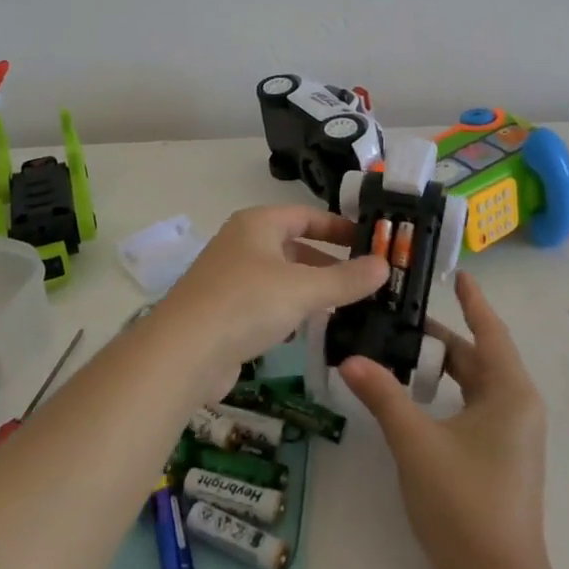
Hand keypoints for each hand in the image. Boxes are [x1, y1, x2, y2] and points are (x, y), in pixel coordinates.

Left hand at [157, 204, 388, 392]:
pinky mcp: (225, 312)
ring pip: (282, 276)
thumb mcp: (304, 289)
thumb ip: (346, 279)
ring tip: (349, 305)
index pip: (305, 215)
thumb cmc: (247, 303)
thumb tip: (384, 265)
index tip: (370, 241)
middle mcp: (242, 244)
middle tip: (366, 279)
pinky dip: (292, 310)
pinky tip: (312, 327)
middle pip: (294, 245)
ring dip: (312, 288)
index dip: (338, 227)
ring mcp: (230, 278)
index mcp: (257, 224)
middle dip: (329, 261)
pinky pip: (268, 303)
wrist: (184, 352)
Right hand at [339, 272, 548, 568]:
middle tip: (398, 315)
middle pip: (477, 357)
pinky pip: (471, 407)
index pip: (490, 331)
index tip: (457, 273)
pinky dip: (444, 392)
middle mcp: (516, 406)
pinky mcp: (499, 457)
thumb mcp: (416, 442)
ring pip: (472, 384)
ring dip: (439, 366)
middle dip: (439, 337)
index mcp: (510, 392)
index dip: (473, 300)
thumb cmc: (463, 503)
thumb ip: (382, 395)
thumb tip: (348, 358)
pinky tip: (413, 396)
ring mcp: (510, 435)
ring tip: (397, 349)